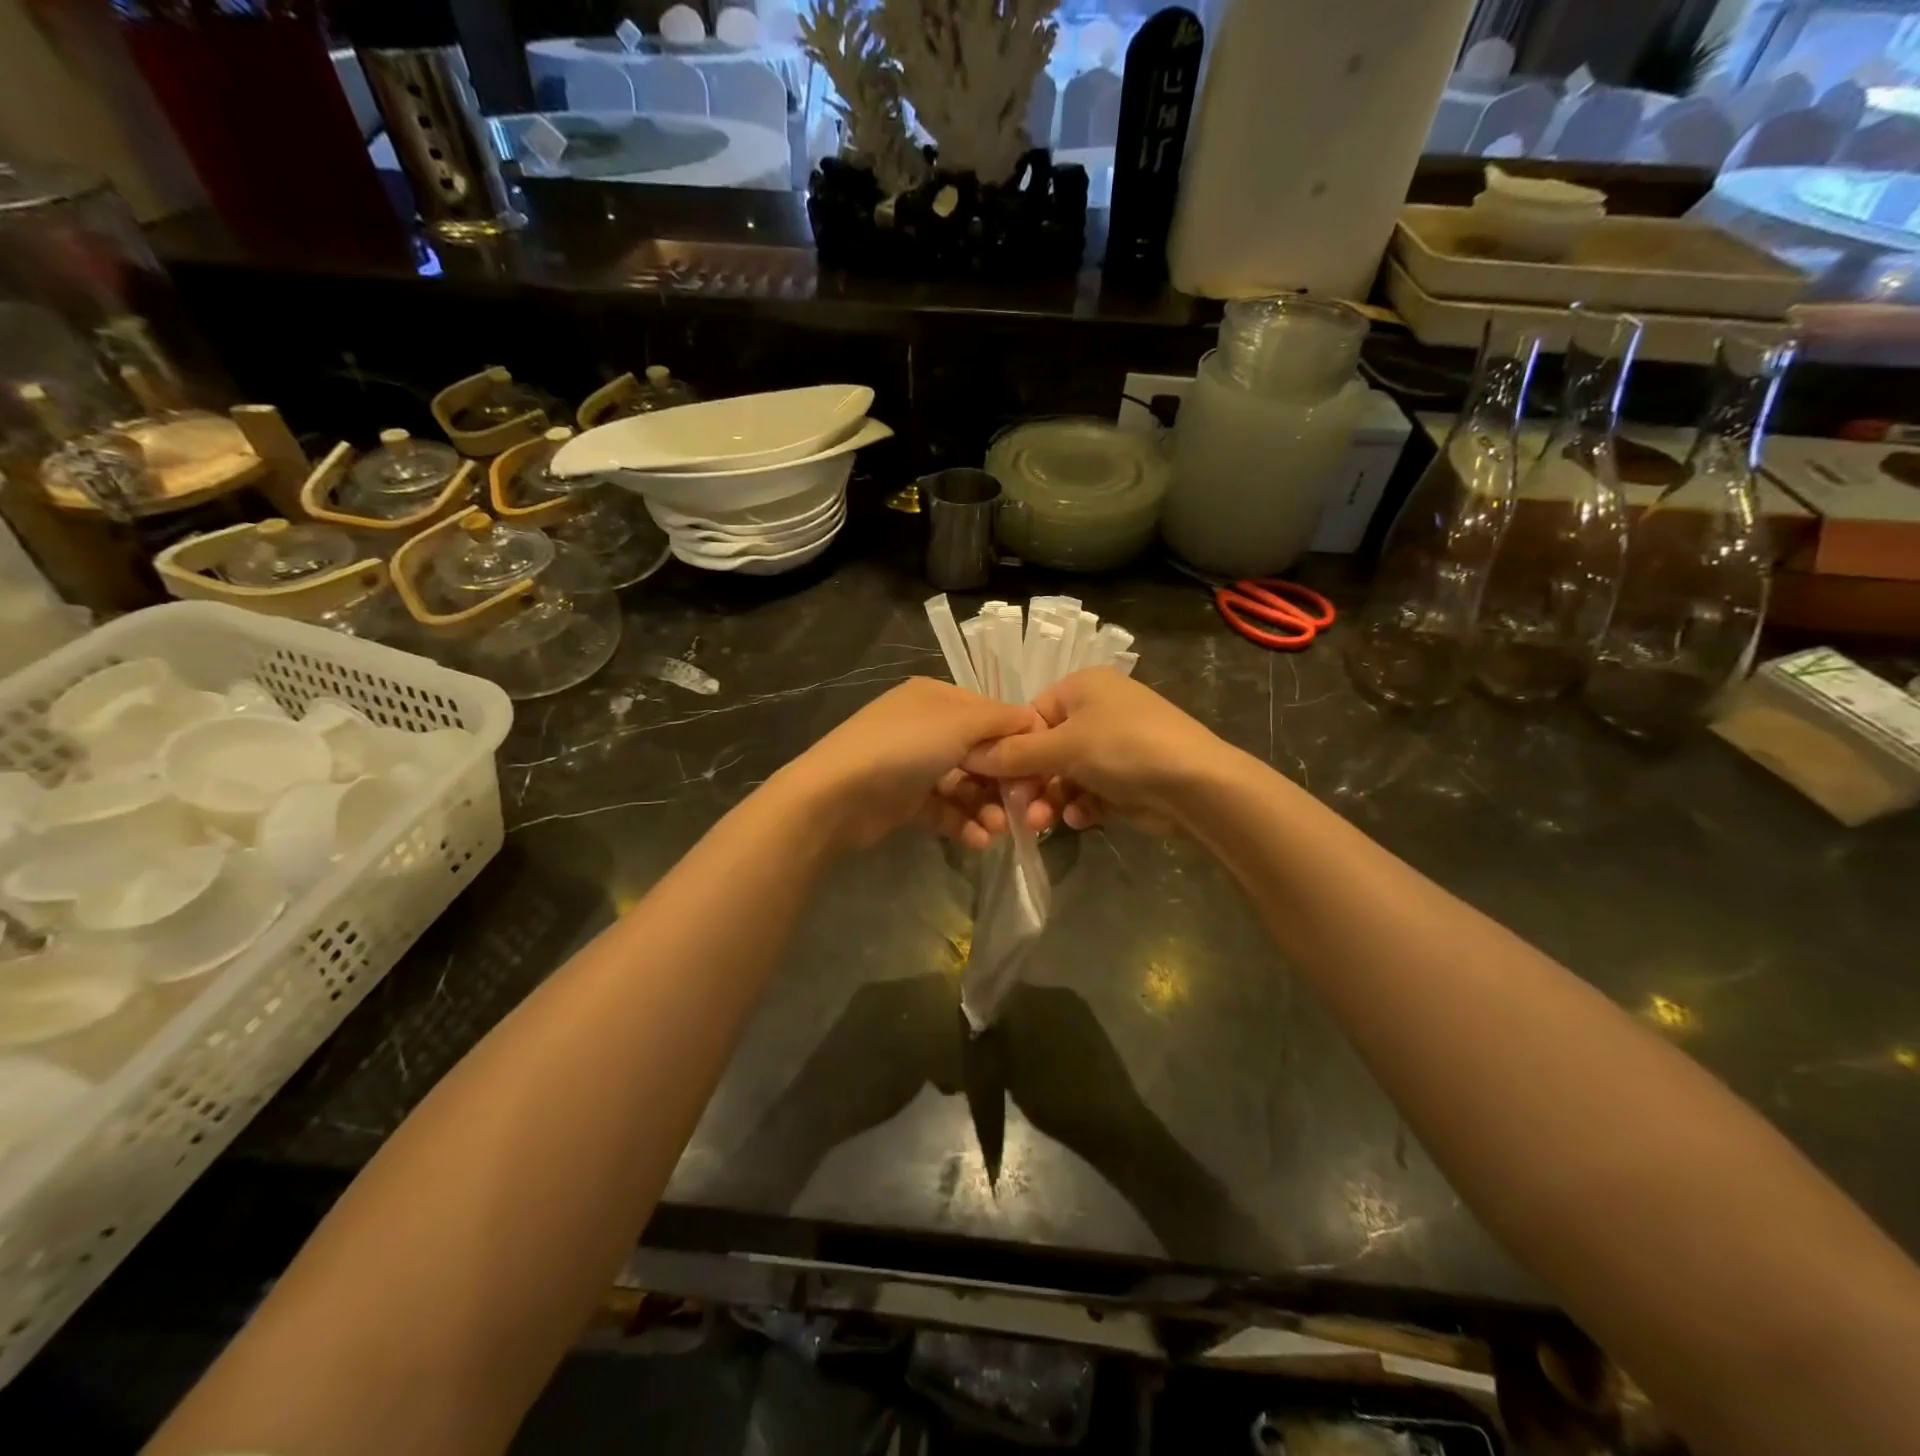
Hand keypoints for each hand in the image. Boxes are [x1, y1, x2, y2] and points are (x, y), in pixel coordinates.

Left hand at [785, 677, 1039, 849]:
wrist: (837, 796)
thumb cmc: (904, 747)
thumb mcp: (959, 722)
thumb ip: (1002, 721)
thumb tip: (1035, 722)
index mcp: (938, 698)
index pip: (992, 715)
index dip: (1019, 741)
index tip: (1042, 770)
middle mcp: (927, 727)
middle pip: (981, 754)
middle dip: (1005, 782)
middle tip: (1025, 808)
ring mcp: (915, 766)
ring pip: (966, 785)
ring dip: (987, 807)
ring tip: (999, 829)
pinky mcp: (906, 801)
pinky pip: (946, 810)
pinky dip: (964, 824)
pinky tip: (980, 840)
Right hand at [961, 669, 1227, 833]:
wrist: (1196, 784)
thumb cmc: (1123, 748)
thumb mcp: (1064, 746)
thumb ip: (1015, 754)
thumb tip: (968, 753)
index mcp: (1081, 687)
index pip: (1030, 716)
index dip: (1011, 750)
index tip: (994, 781)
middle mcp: (1097, 711)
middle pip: (1046, 749)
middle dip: (1032, 783)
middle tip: (1018, 812)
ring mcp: (1115, 745)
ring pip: (1067, 775)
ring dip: (1052, 800)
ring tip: (1044, 824)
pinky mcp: (1128, 778)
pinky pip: (1091, 791)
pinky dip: (1082, 806)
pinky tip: (1082, 820)